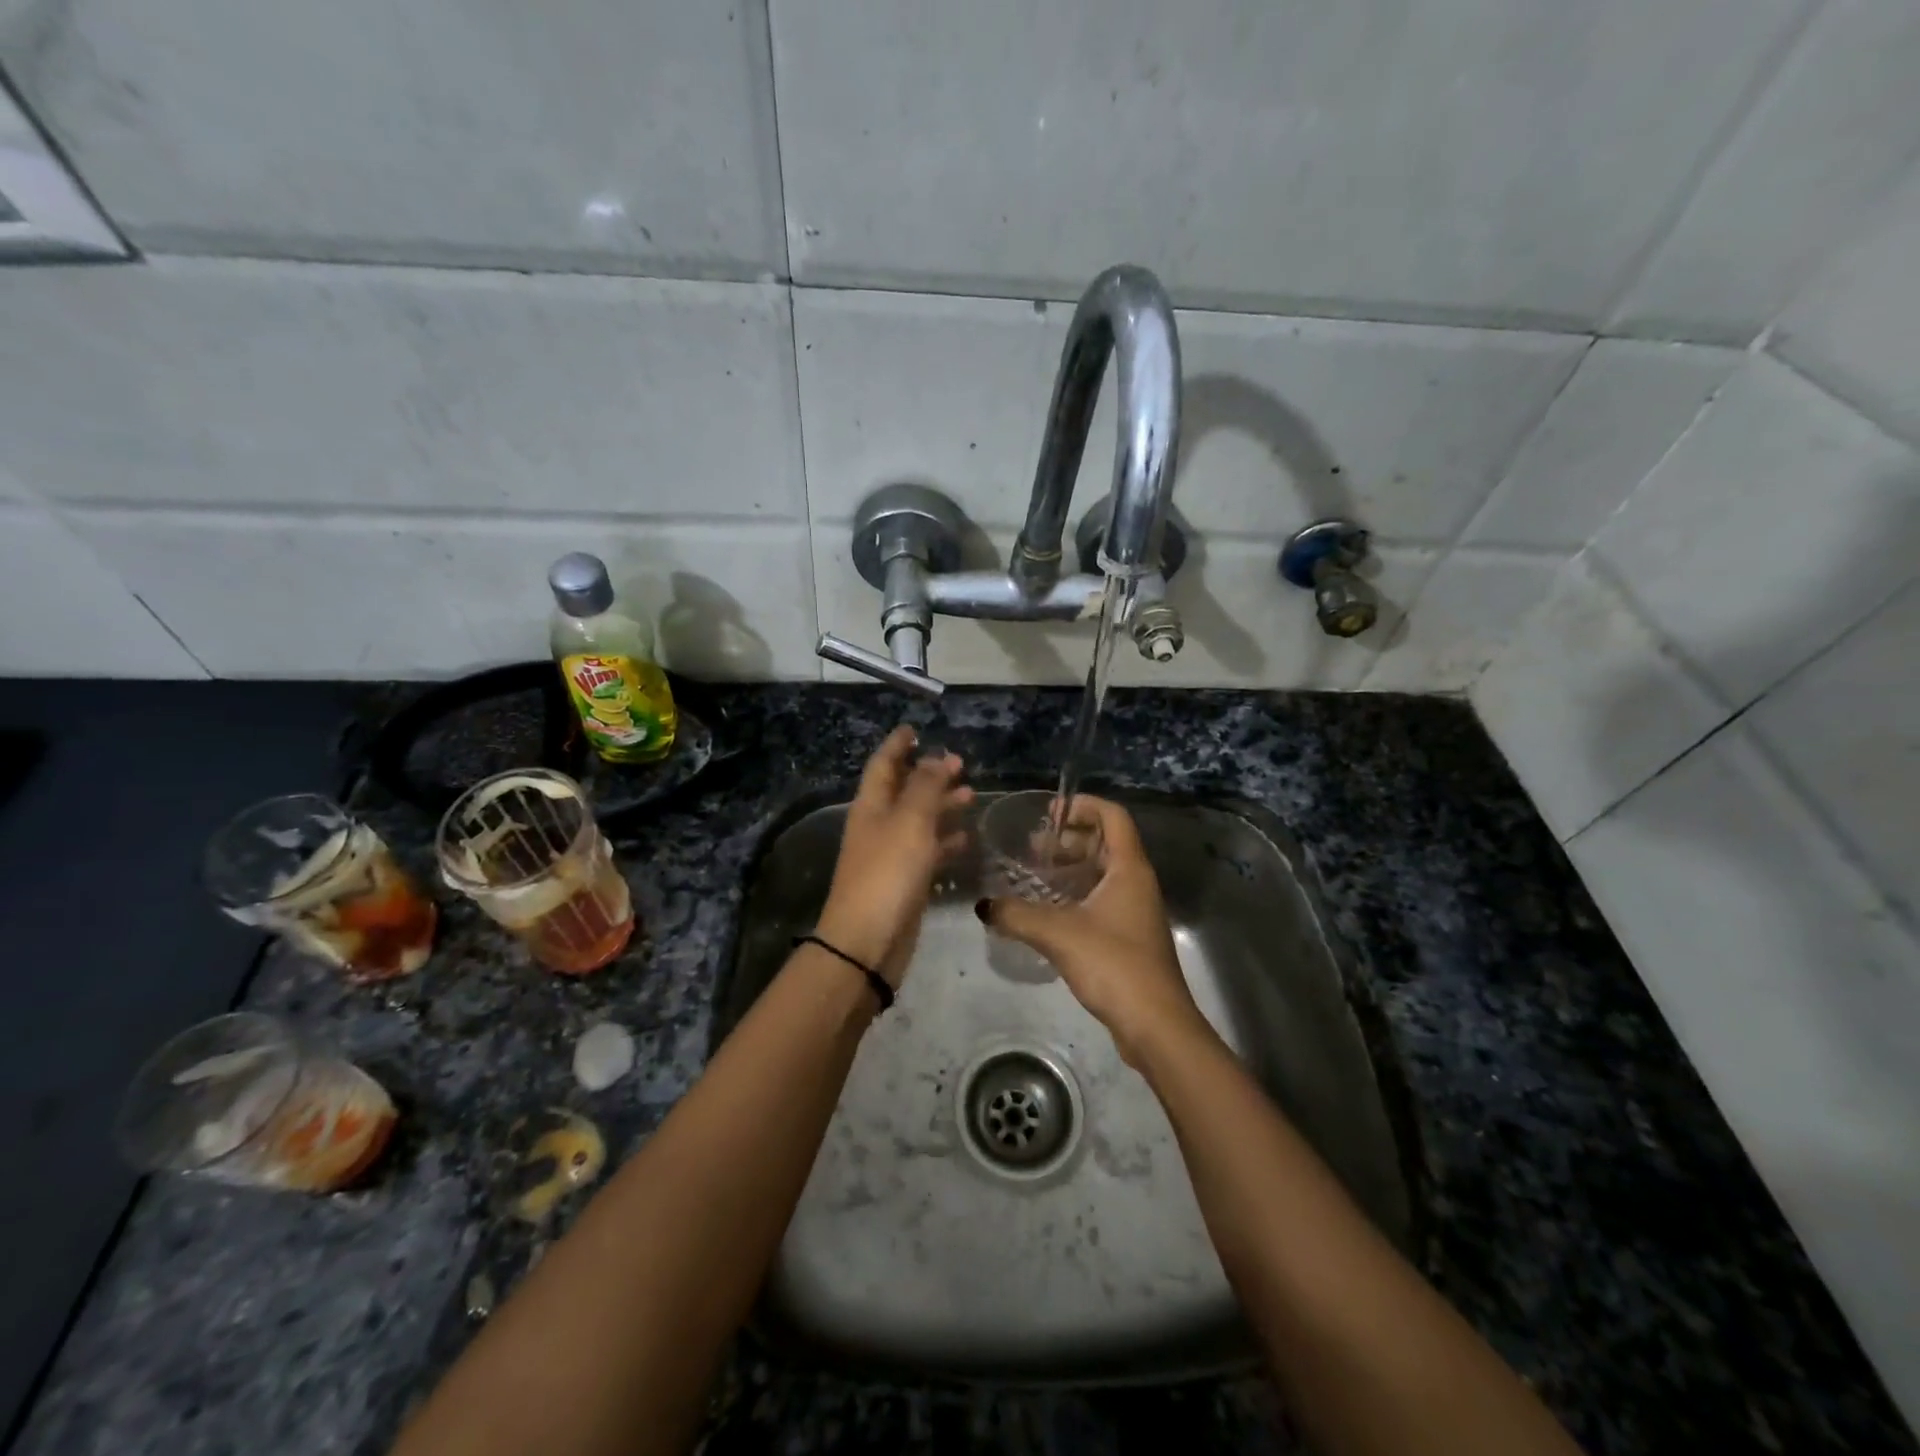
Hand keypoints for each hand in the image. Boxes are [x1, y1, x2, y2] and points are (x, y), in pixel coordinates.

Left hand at [816, 726, 972, 987]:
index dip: (898, 745)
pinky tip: (966, 839)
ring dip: (942, 805)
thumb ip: (926, 787)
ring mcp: (890, 854)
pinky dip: (946, 841)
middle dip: (929, 774)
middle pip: (903, 790)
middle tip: (960, 763)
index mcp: (871, 806)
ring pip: (919, 820)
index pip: (883, 764)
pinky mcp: (905, 881)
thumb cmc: (887, 873)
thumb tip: (936, 757)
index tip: (914, 729)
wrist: (868, 942)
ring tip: (971, 795)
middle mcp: (878, 825)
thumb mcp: (910, 822)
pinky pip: (927, 850)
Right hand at [978, 795, 1209, 1067]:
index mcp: (1129, 868)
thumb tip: (983, 905)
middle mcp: (1137, 882)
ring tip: (1036, 874)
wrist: (1155, 1025)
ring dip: (1072, 867)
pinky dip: (1077, 893)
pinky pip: (1102, 899)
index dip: (1083, 806)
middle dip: (1070, 837)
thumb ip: (1017, 915)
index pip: (1112, 816)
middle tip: (1034, 847)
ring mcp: (1136, 911)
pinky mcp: (1130, 937)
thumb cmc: (1113, 964)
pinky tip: (1049, 911)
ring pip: (1103, 872)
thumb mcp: (1058, 934)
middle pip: (1106, 842)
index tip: (1050, 814)